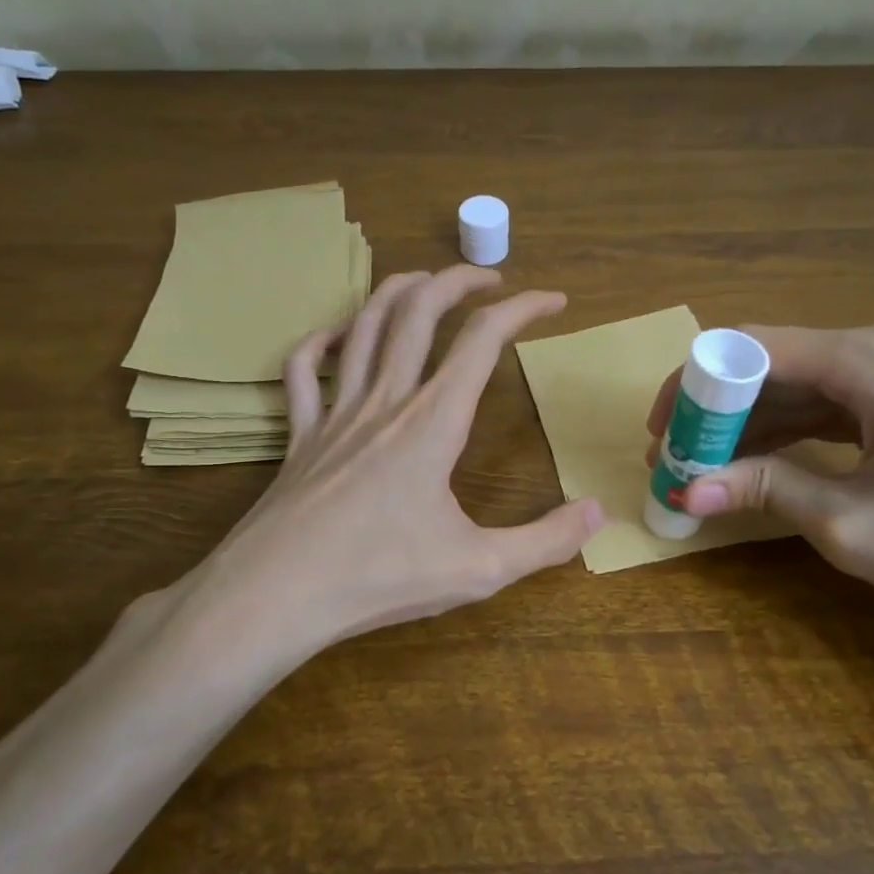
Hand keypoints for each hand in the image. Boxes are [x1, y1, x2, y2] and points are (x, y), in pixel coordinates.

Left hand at [177, 266, 603, 661]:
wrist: (276, 594)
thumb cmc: (379, 578)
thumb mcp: (479, 568)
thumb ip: (545, 541)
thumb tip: (597, 511)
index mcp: (433, 422)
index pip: (484, 339)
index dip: (524, 308)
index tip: (554, 299)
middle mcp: (385, 400)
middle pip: (419, 310)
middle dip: (458, 280)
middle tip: (491, 278)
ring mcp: (335, 413)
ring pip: (365, 326)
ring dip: (397, 292)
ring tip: (424, 282)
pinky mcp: (299, 435)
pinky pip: (303, 371)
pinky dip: (321, 342)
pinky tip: (336, 337)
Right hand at [644, 324, 873, 622]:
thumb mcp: (850, 521)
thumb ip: (765, 490)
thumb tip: (687, 490)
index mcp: (866, 359)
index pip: (748, 349)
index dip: (693, 387)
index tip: (662, 433)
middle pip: (772, 363)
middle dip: (717, 411)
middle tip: (677, 459)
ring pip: (799, 385)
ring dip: (749, 424)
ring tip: (706, 468)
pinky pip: (831, 404)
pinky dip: (789, 432)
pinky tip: (759, 465)